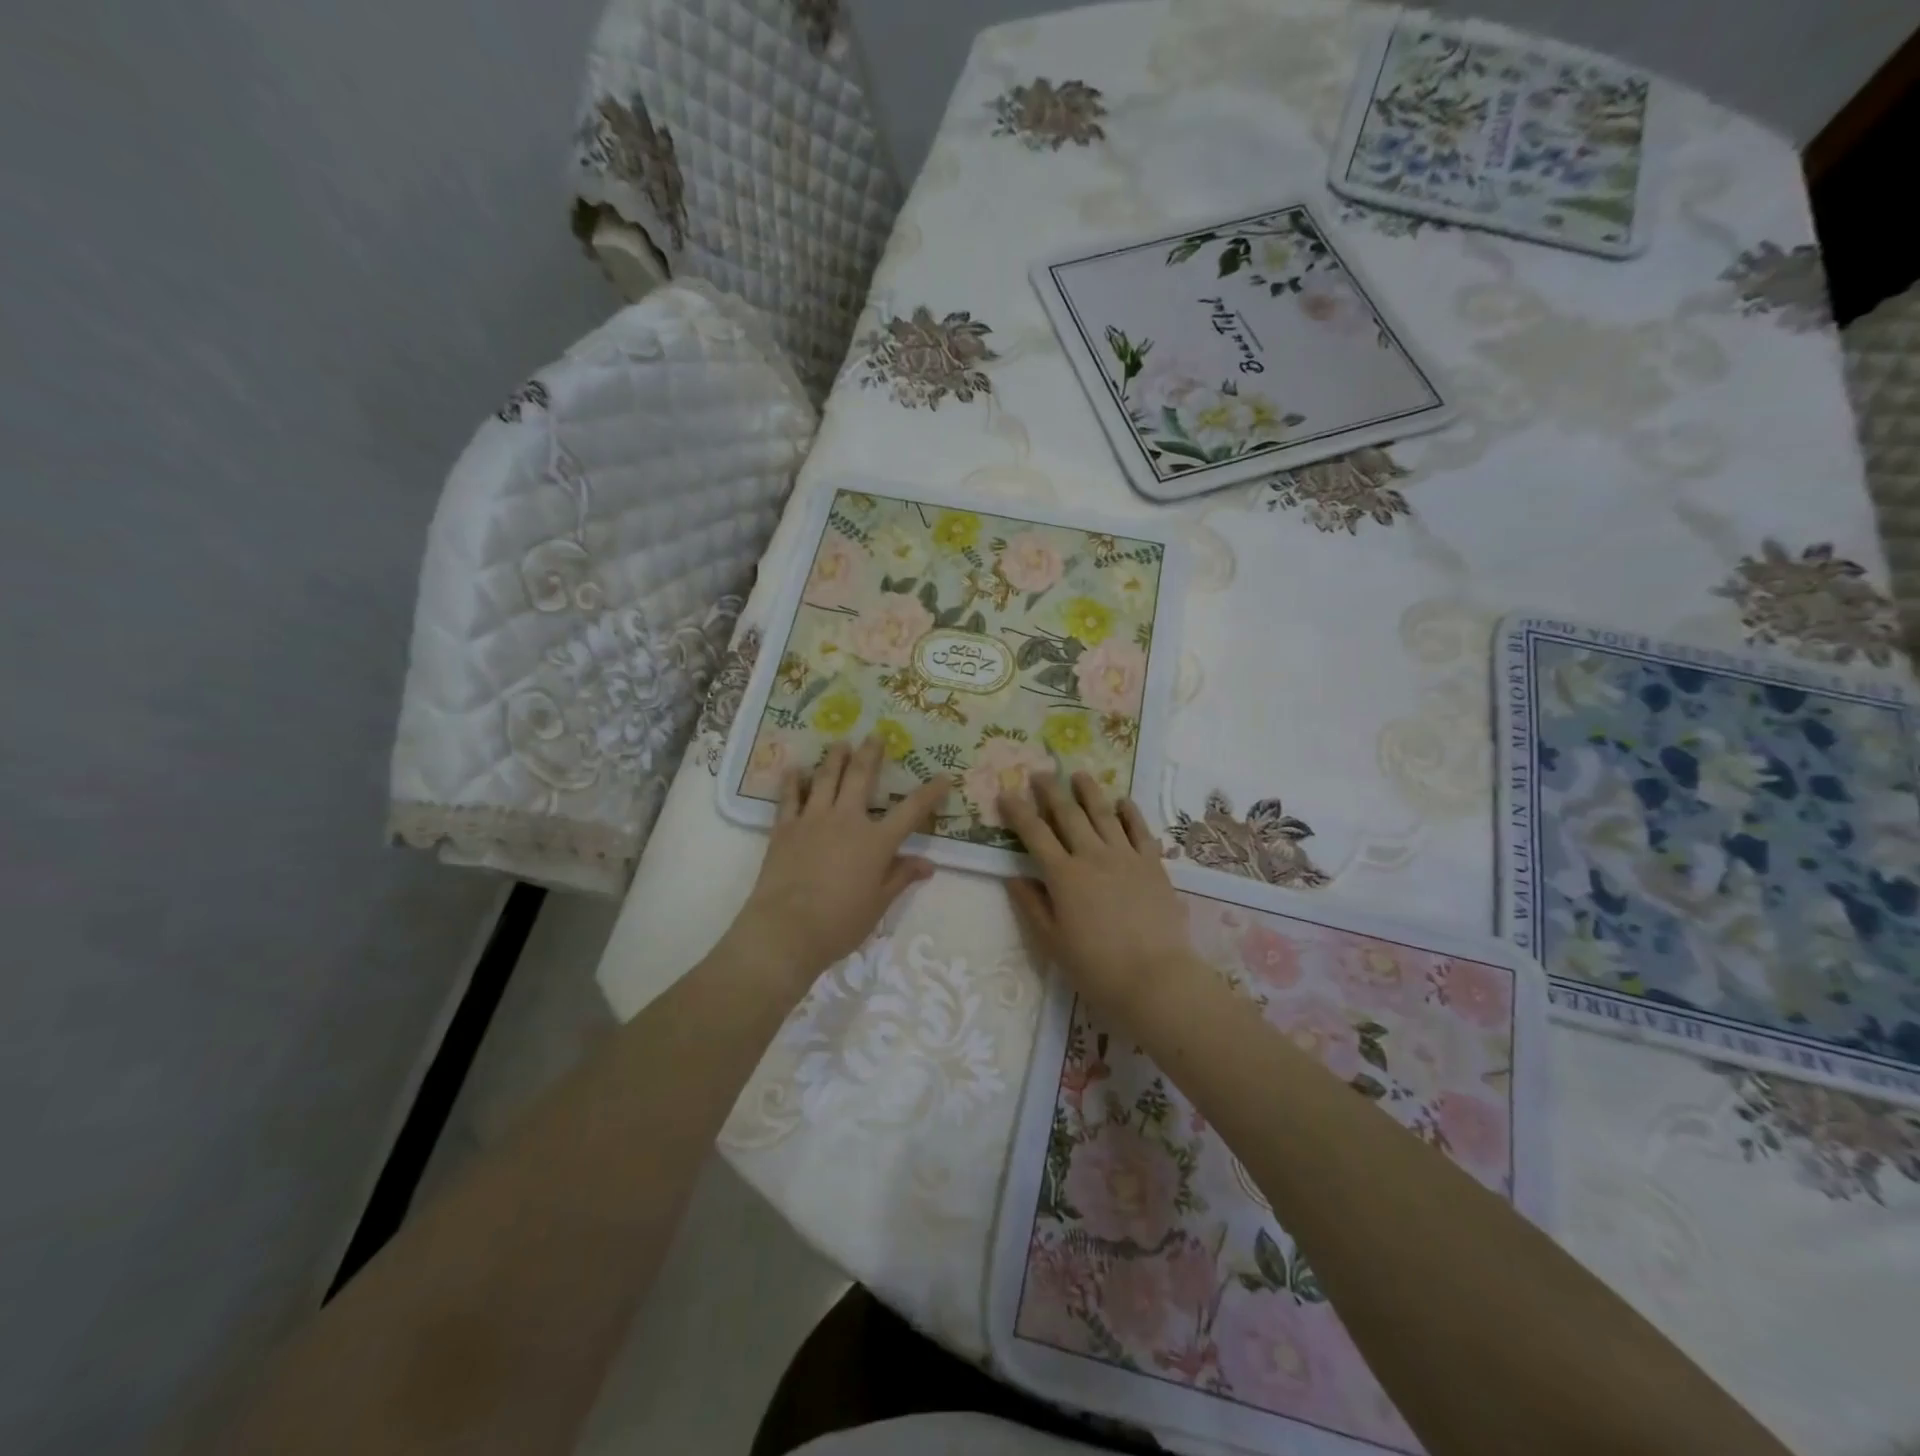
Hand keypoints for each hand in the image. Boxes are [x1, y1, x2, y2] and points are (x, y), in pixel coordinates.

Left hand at [727, 735, 949, 995]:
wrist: (786, 929)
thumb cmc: (840, 922)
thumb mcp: (879, 904)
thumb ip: (901, 877)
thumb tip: (928, 863)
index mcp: (876, 841)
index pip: (911, 810)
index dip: (930, 793)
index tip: (943, 777)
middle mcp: (847, 820)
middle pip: (861, 777)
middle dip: (871, 754)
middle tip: (876, 735)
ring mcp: (813, 820)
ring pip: (825, 778)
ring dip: (834, 758)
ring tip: (840, 743)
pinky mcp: (785, 828)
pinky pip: (790, 797)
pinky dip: (793, 781)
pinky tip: (796, 769)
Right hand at [1000, 772, 1197, 1024]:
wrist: (1154, 978)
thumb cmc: (1095, 967)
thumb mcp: (1052, 942)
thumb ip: (1032, 905)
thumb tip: (1013, 876)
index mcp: (1063, 875)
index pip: (1034, 834)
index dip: (1018, 811)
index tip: (1005, 793)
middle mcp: (1092, 856)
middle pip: (1068, 814)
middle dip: (1050, 791)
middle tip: (1040, 773)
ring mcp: (1126, 856)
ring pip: (1104, 814)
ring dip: (1089, 792)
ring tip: (1079, 774)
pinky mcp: (1153, 864)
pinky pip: (1139, 830)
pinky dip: (1130, 812)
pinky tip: (1123, 801)